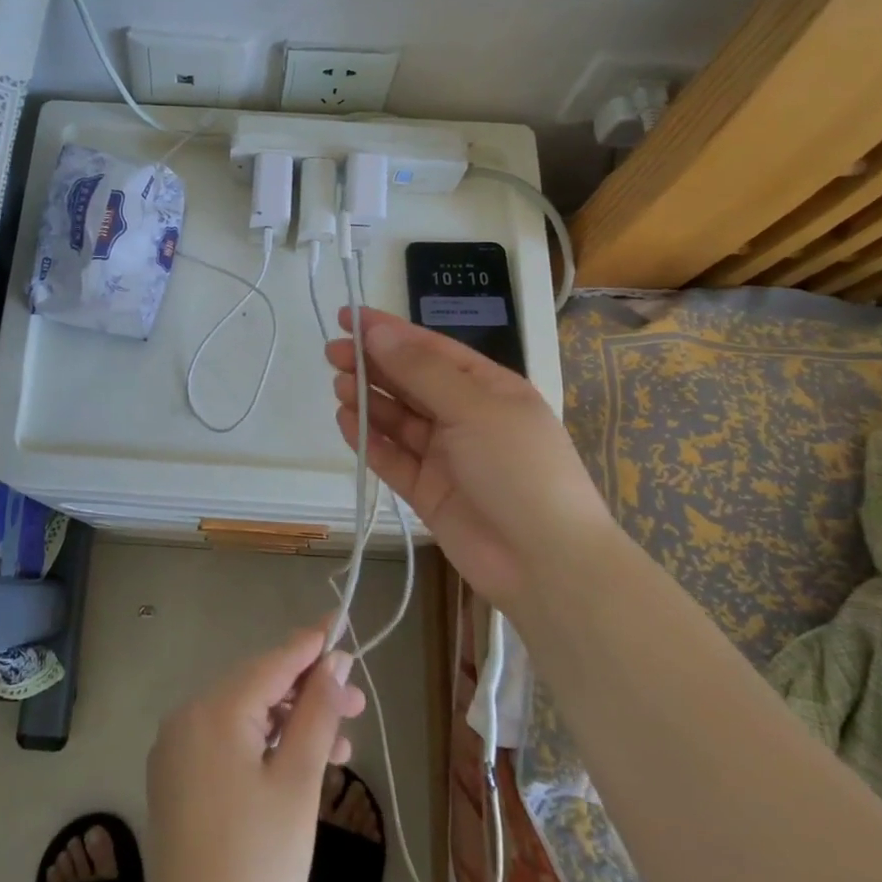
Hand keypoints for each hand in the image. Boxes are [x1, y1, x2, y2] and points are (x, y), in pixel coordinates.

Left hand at [131, 625, 365, 881]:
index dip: (310, 644)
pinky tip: (295, 764)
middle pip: (257, 687)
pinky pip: (225, 740)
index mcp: (214, 710)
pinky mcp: (175, 777)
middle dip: (307, 693)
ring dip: (289, 724)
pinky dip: (261, 744)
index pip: (271, 662)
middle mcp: (188, 716)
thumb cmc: (259, 865)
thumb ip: (316, 713)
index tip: (341, 623)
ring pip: (243, 716)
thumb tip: (334, 661)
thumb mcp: (298, 784)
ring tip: (337, 747)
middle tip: (356, 706)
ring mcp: (176, 747)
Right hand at [326, 307, 612, 613]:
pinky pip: (393, 457)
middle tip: (333, 352)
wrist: (547, 564)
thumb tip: (377, 333)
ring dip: (369, 399)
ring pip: (398, 418)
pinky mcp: (428, 491)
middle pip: (410, 381)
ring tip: (339, 386)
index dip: (389, 331)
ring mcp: (446, 455)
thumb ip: (421, 370)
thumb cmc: (519, 469)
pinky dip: (369, 439)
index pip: (430, 349)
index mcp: (488, 387)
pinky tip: (346, 421)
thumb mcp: (474, 408)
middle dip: (373, 364)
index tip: (348, 317)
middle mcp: (466, 416)